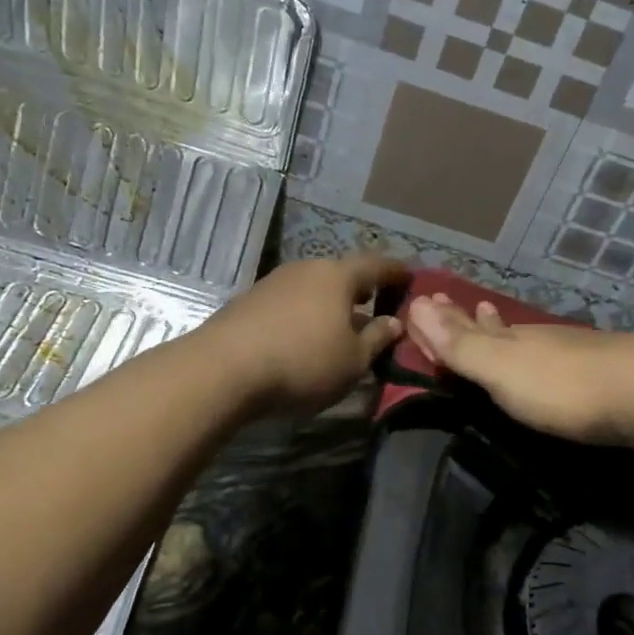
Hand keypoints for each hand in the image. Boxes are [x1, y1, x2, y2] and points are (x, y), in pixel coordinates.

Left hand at [201, 253, 408, 413]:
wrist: (222, 369)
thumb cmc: (302, 362)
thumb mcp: (353, 360)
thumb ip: (377, 338)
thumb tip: (394, 323)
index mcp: (338, 276)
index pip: (377, 265)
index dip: (396, 271)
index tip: (411, 277)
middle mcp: (307, 268)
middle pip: (342, 273)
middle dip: (361, 288)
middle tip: (376, 304)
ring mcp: (274, 282)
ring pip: (314, 287)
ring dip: (331, 303)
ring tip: (341, 324)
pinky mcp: (249, 300)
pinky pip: (291, 301)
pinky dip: (305, 313)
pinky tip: (305, 335)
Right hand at [404, 293, 633, 447]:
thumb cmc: (564, 386)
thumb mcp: (503, 369)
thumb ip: (462, 345)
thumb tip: (417, 304)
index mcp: (510, 341)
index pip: (465, 327)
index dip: (441, 320)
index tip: (421, 303)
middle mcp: (536, 339)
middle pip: (493, 327)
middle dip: (468, 319)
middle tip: (449, 302)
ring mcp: (569, 350)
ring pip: (523, 335)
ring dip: (499, 328)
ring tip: (487, 313)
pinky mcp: (597, 369)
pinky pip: (549, 351)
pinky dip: (533, 346)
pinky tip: (545, 347)